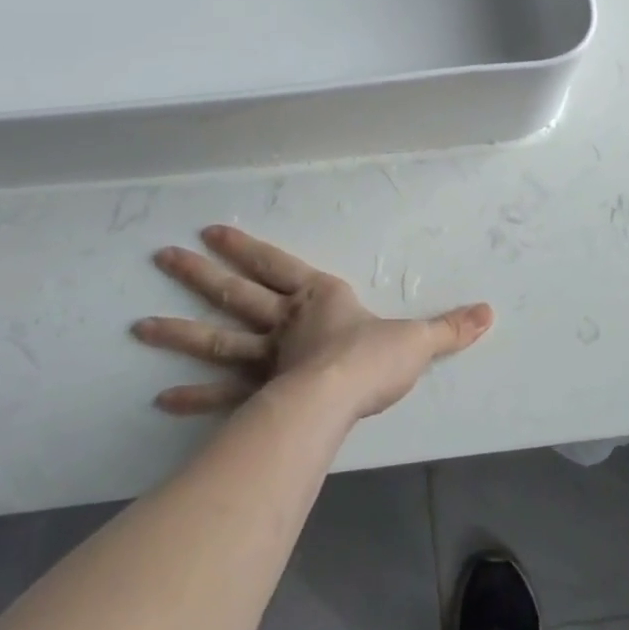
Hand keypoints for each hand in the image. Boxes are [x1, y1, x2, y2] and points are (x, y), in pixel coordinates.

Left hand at [134, 225, 493, 423]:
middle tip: (162, 256)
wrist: (340, 399)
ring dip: (178, 330)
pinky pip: (220, 394)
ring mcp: (265, 360)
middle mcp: (284, 323)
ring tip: (138, 324)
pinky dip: (191, 397)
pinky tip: (161, 397)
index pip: (277, 264)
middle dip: (199, 274)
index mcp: (318, 298)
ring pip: (215, 338)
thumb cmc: (373, 360)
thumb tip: (490, 313)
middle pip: (235, 293)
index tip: (213, 231)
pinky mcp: (256, 397)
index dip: (247, 247)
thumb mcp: (418, 341)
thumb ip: (450, 328)